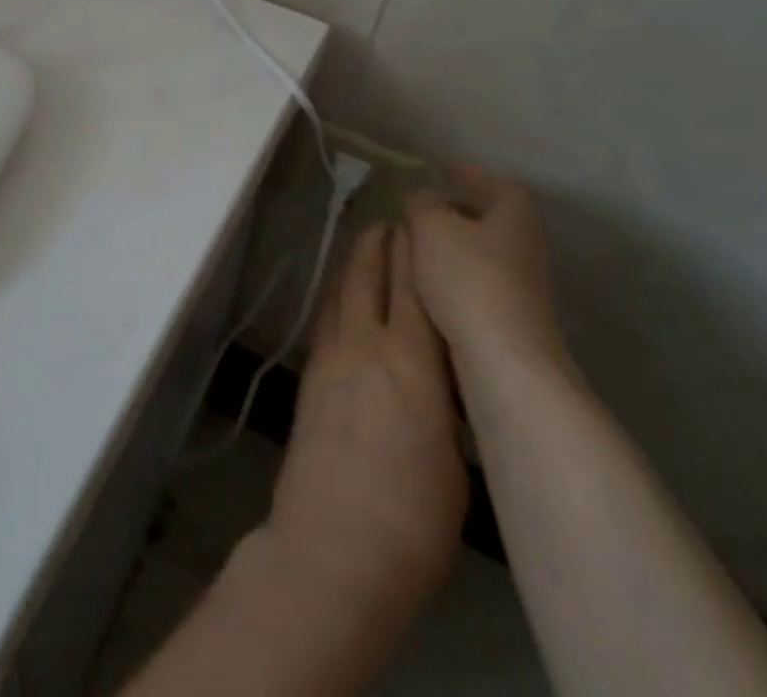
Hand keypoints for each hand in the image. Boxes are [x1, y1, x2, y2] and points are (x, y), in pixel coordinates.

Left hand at [258, 222, 466, 640]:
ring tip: (366, 241)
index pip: (416, 288)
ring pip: (343, 290)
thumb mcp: (455, 457)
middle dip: (382, 243)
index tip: (422, 223)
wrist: (333, 546)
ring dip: (354, 260)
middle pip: (372, 276)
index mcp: (413, 362)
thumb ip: (446, 402)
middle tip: (392, 219)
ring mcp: (332, 357)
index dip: (417, 251)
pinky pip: (327, 316)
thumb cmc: (413, 519)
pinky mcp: (310, 376)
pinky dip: (337, 293)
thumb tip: (439, 376)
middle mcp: (367, 344)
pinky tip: (341, 292)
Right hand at [405, 166, 574, 399]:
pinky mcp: (512, 318)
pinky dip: (454, 279)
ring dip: (452, 249)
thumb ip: (422, 204)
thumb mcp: (431, 227)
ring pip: (482, 253)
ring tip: (414, 249)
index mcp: (515, 211)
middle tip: (418, 212)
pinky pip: (478, 284)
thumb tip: (422, 198)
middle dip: (455, 213)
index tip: (442, 175)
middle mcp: (527, 243)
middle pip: (490, 218)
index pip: (496, 182)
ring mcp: (523, 284)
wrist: (503, 360)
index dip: (469, 176)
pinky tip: (427, 287)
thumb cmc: (468, 277)